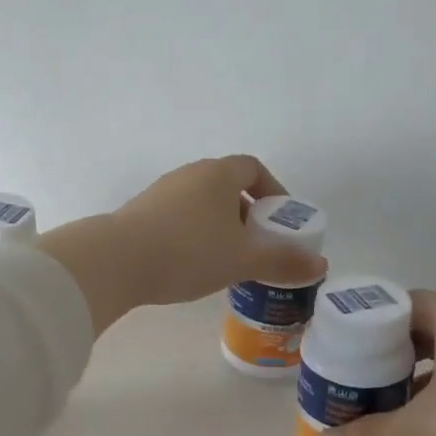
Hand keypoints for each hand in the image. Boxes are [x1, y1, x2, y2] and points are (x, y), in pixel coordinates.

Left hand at [39, 156, 326, 332]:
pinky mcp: (139, 213)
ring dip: (220, 226)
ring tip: (228, 260)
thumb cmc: (188, 252)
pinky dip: (194, 234)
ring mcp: (160, 192)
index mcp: (217, 175)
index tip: (280, 219)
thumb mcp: (242, 260)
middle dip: (247, 214)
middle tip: (257, 245)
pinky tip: (193, 265)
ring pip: (202, 204)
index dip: (272, 190)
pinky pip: (179, 218)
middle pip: (227, 186)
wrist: (115, 262)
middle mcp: (189, 174)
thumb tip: (320, 266)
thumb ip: (282, 261)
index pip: (253, 168)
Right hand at [318, 291, 435, 435]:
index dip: (372, 317)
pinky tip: (416, 428)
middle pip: (423, 333)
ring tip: (375, 402)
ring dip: (412, 381)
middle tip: (351, 374)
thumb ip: (372, 434)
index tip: (343, 340)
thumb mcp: (425, 426)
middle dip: (386, 353)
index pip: (406, 302)